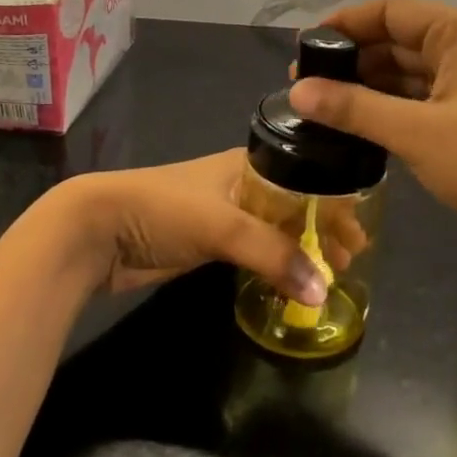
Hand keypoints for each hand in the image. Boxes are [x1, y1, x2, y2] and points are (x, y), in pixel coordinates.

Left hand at [59, 150, 330, 302]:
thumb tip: (322, 292)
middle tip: (349, 259)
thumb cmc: (163, 209)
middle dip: (322, 229)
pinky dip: (276, 264)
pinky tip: (292, 280)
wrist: (97, 230)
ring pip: (275, 231)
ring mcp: (224, 215)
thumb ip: (274, 255)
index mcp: (248, 164)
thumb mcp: (223, 224)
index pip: (306, 179)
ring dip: (302, 249)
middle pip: (294, 205)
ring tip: (329, 274)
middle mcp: (241, 185)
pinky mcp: (208, 244)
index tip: (359, 234)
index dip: (334, 203)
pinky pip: (254, 252)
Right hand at [287, 0, 456, 267]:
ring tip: (321, 106)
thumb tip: (295, 92)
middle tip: (304, 86)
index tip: (302, 48)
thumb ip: (354, 108)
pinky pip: (421, 100)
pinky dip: (390, 109)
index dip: (344, 25)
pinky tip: (358, 126)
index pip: (390, 10)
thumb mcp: (416, 133)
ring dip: (368, 86)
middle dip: (352, 59)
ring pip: (408, 73)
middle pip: (398, 39)